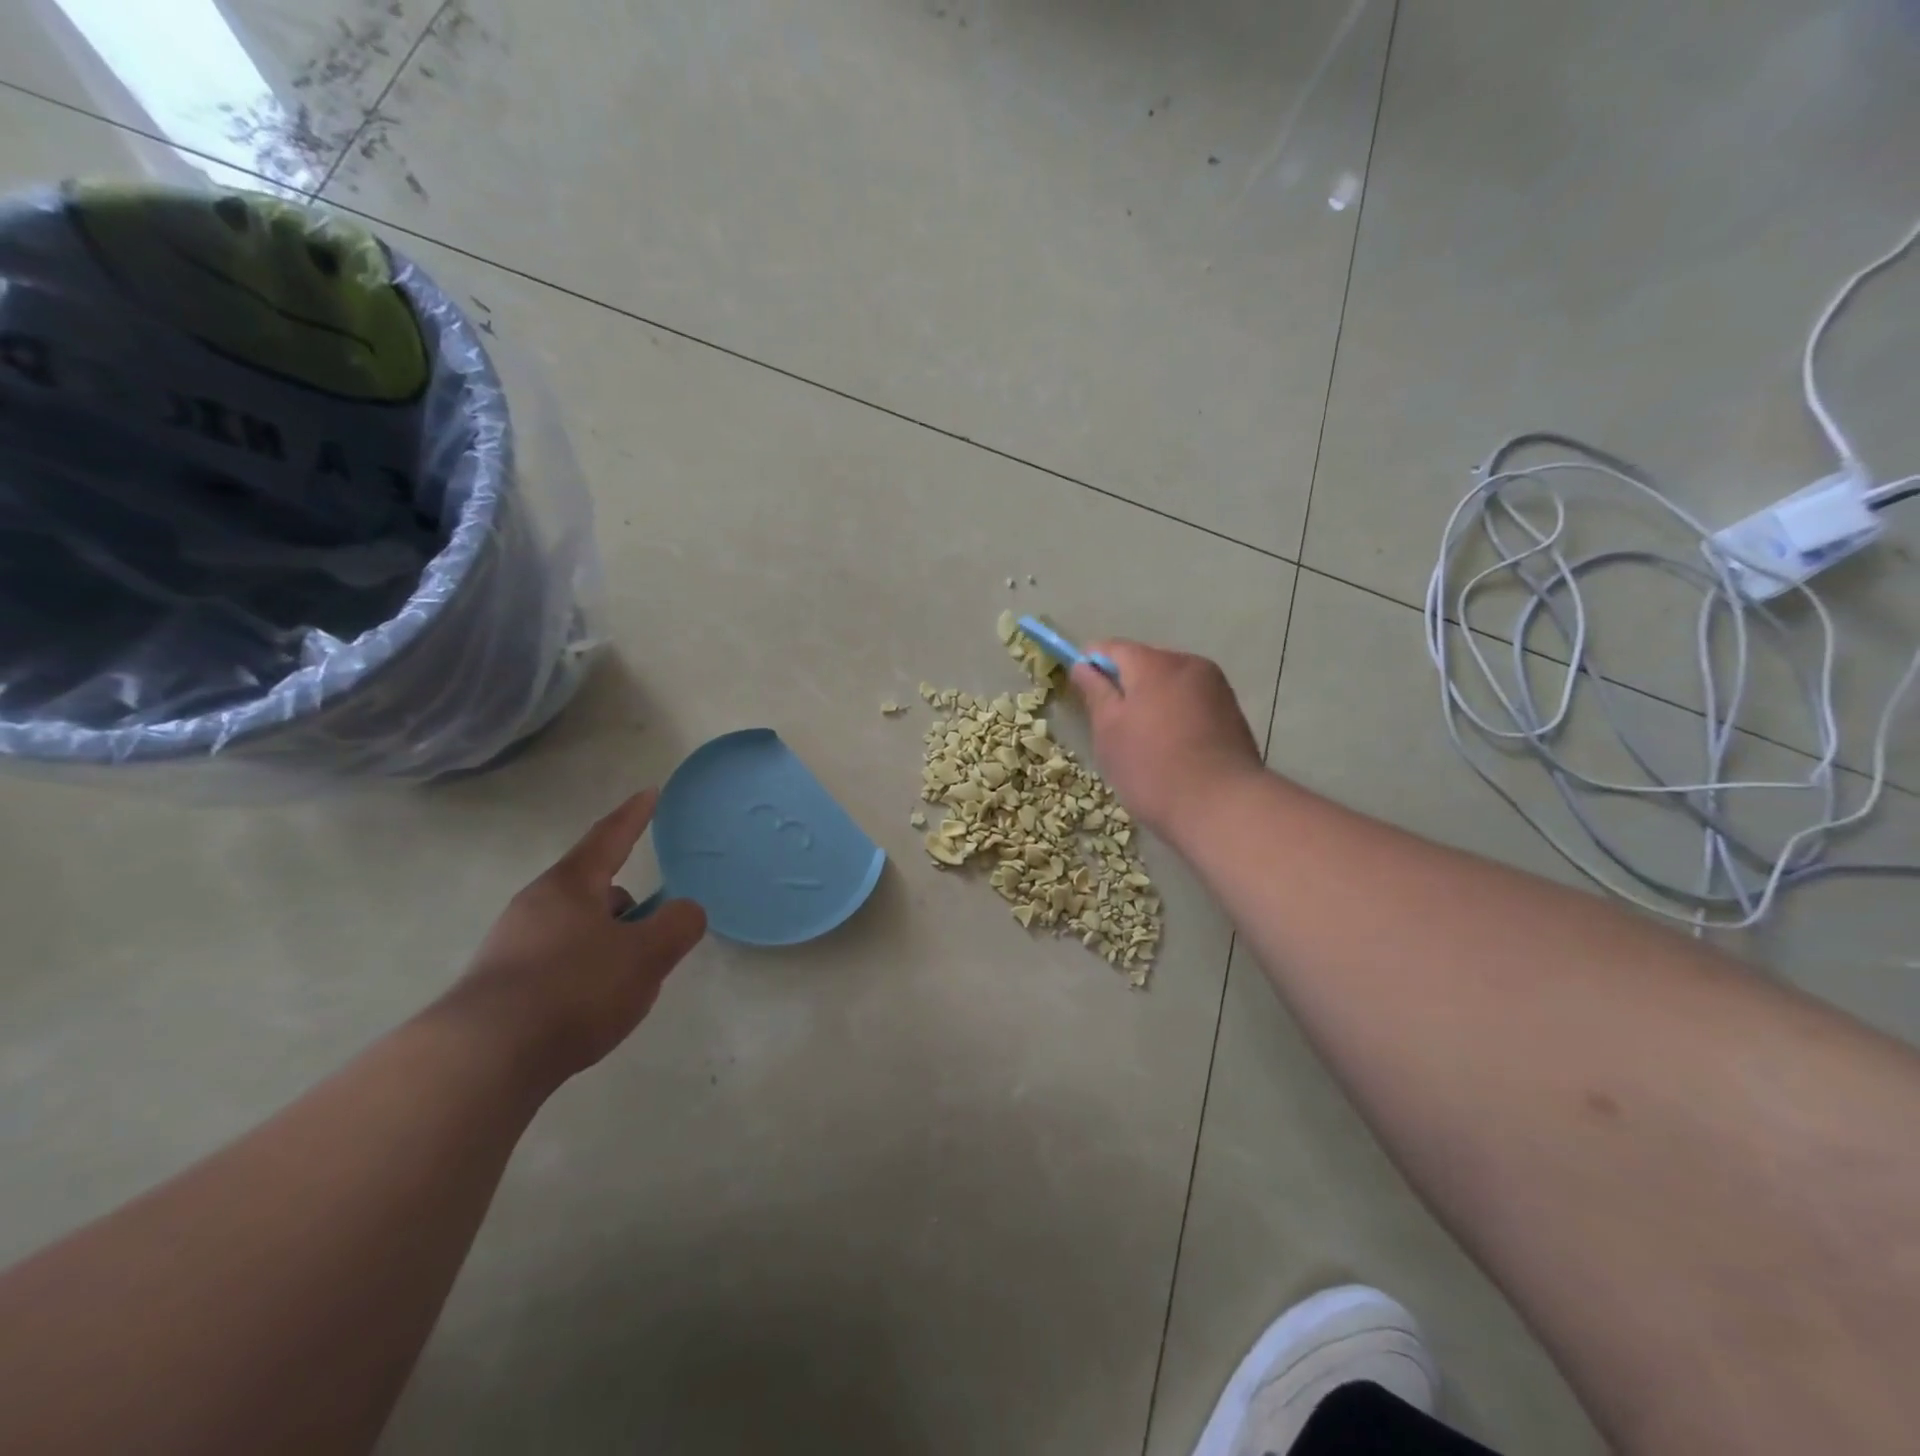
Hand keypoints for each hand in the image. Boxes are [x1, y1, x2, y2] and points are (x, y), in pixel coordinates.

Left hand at [439, 791, 706, 1085]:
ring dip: (604, 941)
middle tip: (650, 928)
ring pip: (575, 929)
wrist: (482, 1061)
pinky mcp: (498, 986)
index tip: (650, 792)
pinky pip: (555, 962)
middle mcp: (535, 906)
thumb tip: (685, 912)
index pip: (610, 837)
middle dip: (625, 904)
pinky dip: (582, 972)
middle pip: (592, 889)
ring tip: (625, 980)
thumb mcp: (647, 955)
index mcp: (571, 885)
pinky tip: (590, 1007)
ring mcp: (511, 945)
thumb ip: (678, 925)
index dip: (634, 815)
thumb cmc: (574, 990)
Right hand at [1072, 641, 1263, 841]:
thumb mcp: (1109, 731)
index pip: (1112, 648)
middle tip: (1111, 728)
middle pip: (1145, 664)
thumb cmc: (1152, 768)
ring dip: (1152, 702)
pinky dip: (1175, 717)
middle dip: (1125, 687)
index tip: (1080, 693)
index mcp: (1154, 663)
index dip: (1091, 665)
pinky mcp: (1232, 713)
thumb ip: (1095, 692)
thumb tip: (1083, 665)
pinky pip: (1192, 704)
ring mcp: (1216, 688)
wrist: (1223, 807)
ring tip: (1144, 744)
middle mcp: (1189, 664)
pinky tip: (1172, 750)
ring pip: (1170, 685)